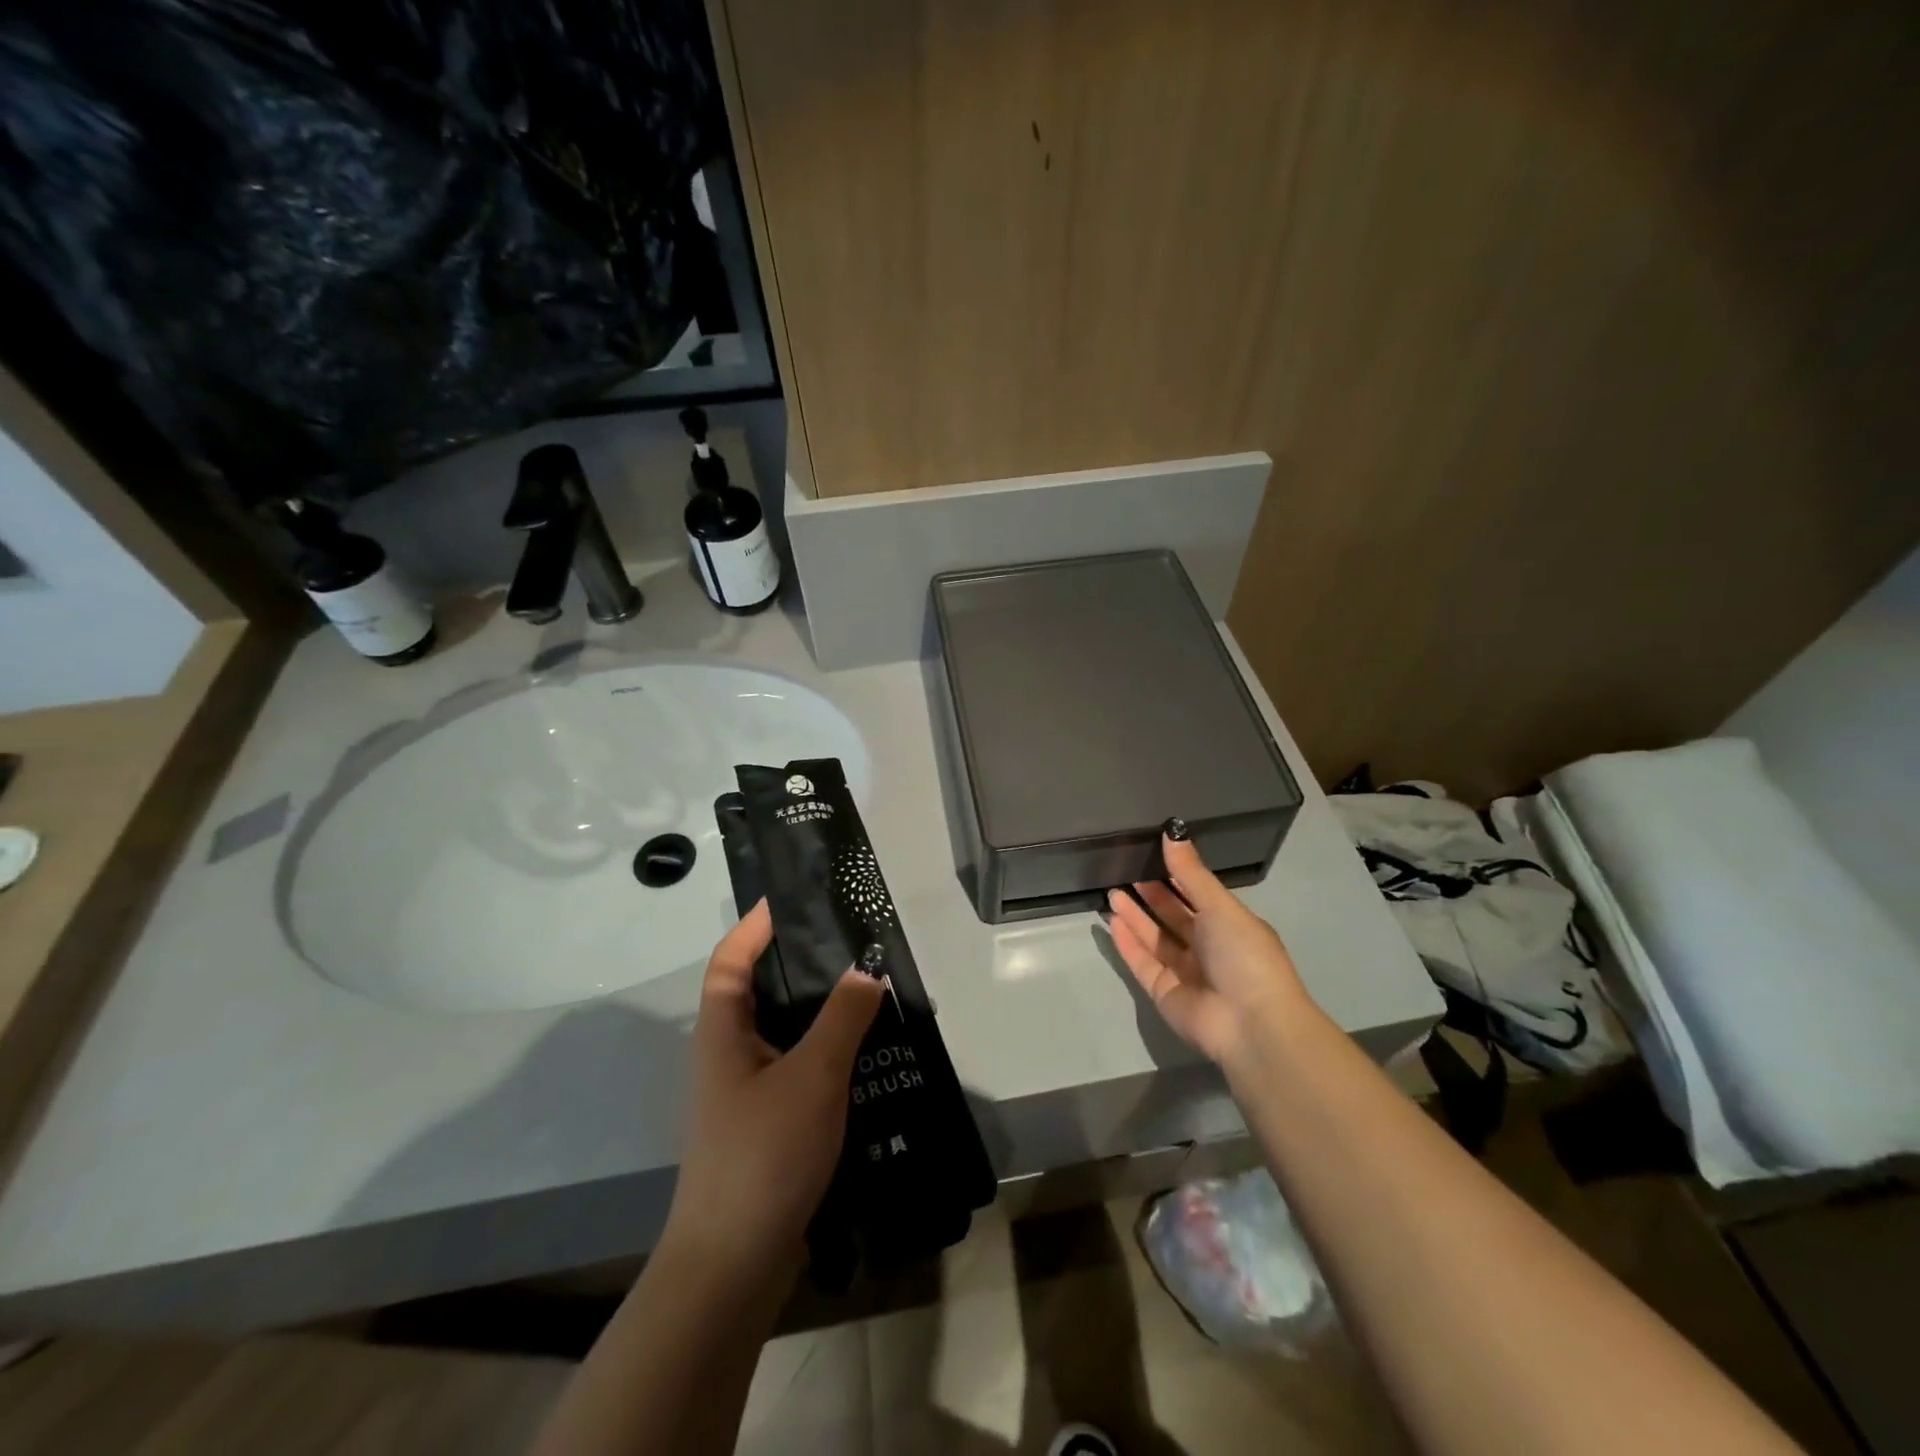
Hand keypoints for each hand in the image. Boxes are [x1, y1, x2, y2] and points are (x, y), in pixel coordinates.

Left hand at [660, 900, 883, 1287]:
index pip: (729, 960)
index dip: (753, 926)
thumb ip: (842, 1018)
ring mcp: (745, 1094)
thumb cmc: (763, 1153)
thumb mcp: (812, 1075)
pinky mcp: (766, 1126)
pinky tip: (865, 1057)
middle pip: (758, 991)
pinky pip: (797, 1069)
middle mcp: (728, 1056)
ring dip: (819, 1011)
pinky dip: (826, 1053)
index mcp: (723, 1033)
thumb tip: (866, 969)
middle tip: (848, 941)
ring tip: (868, 990)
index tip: (791, 899)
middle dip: (797, 963)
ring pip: (783, 1033)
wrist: (732, 1266)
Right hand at [1106, 828, 1312, 1065]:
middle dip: (1151, 895)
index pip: (1198, 896)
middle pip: (1173, 917)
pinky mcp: (1164, 992)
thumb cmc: (1244, 956)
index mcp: (1230, 926)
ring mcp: (1185, 972)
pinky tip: (1112, 921)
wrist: (1250, 1024)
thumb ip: (1191, 872)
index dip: (1176, 877)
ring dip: (1135, 916)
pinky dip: (1128, 943)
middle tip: (1125, 871)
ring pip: (1155, 938)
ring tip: (1112, 891)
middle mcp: (1208, 948)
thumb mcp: (1221, 906)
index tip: (1151, 855)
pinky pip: (1142, 962)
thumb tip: (1172, 831)